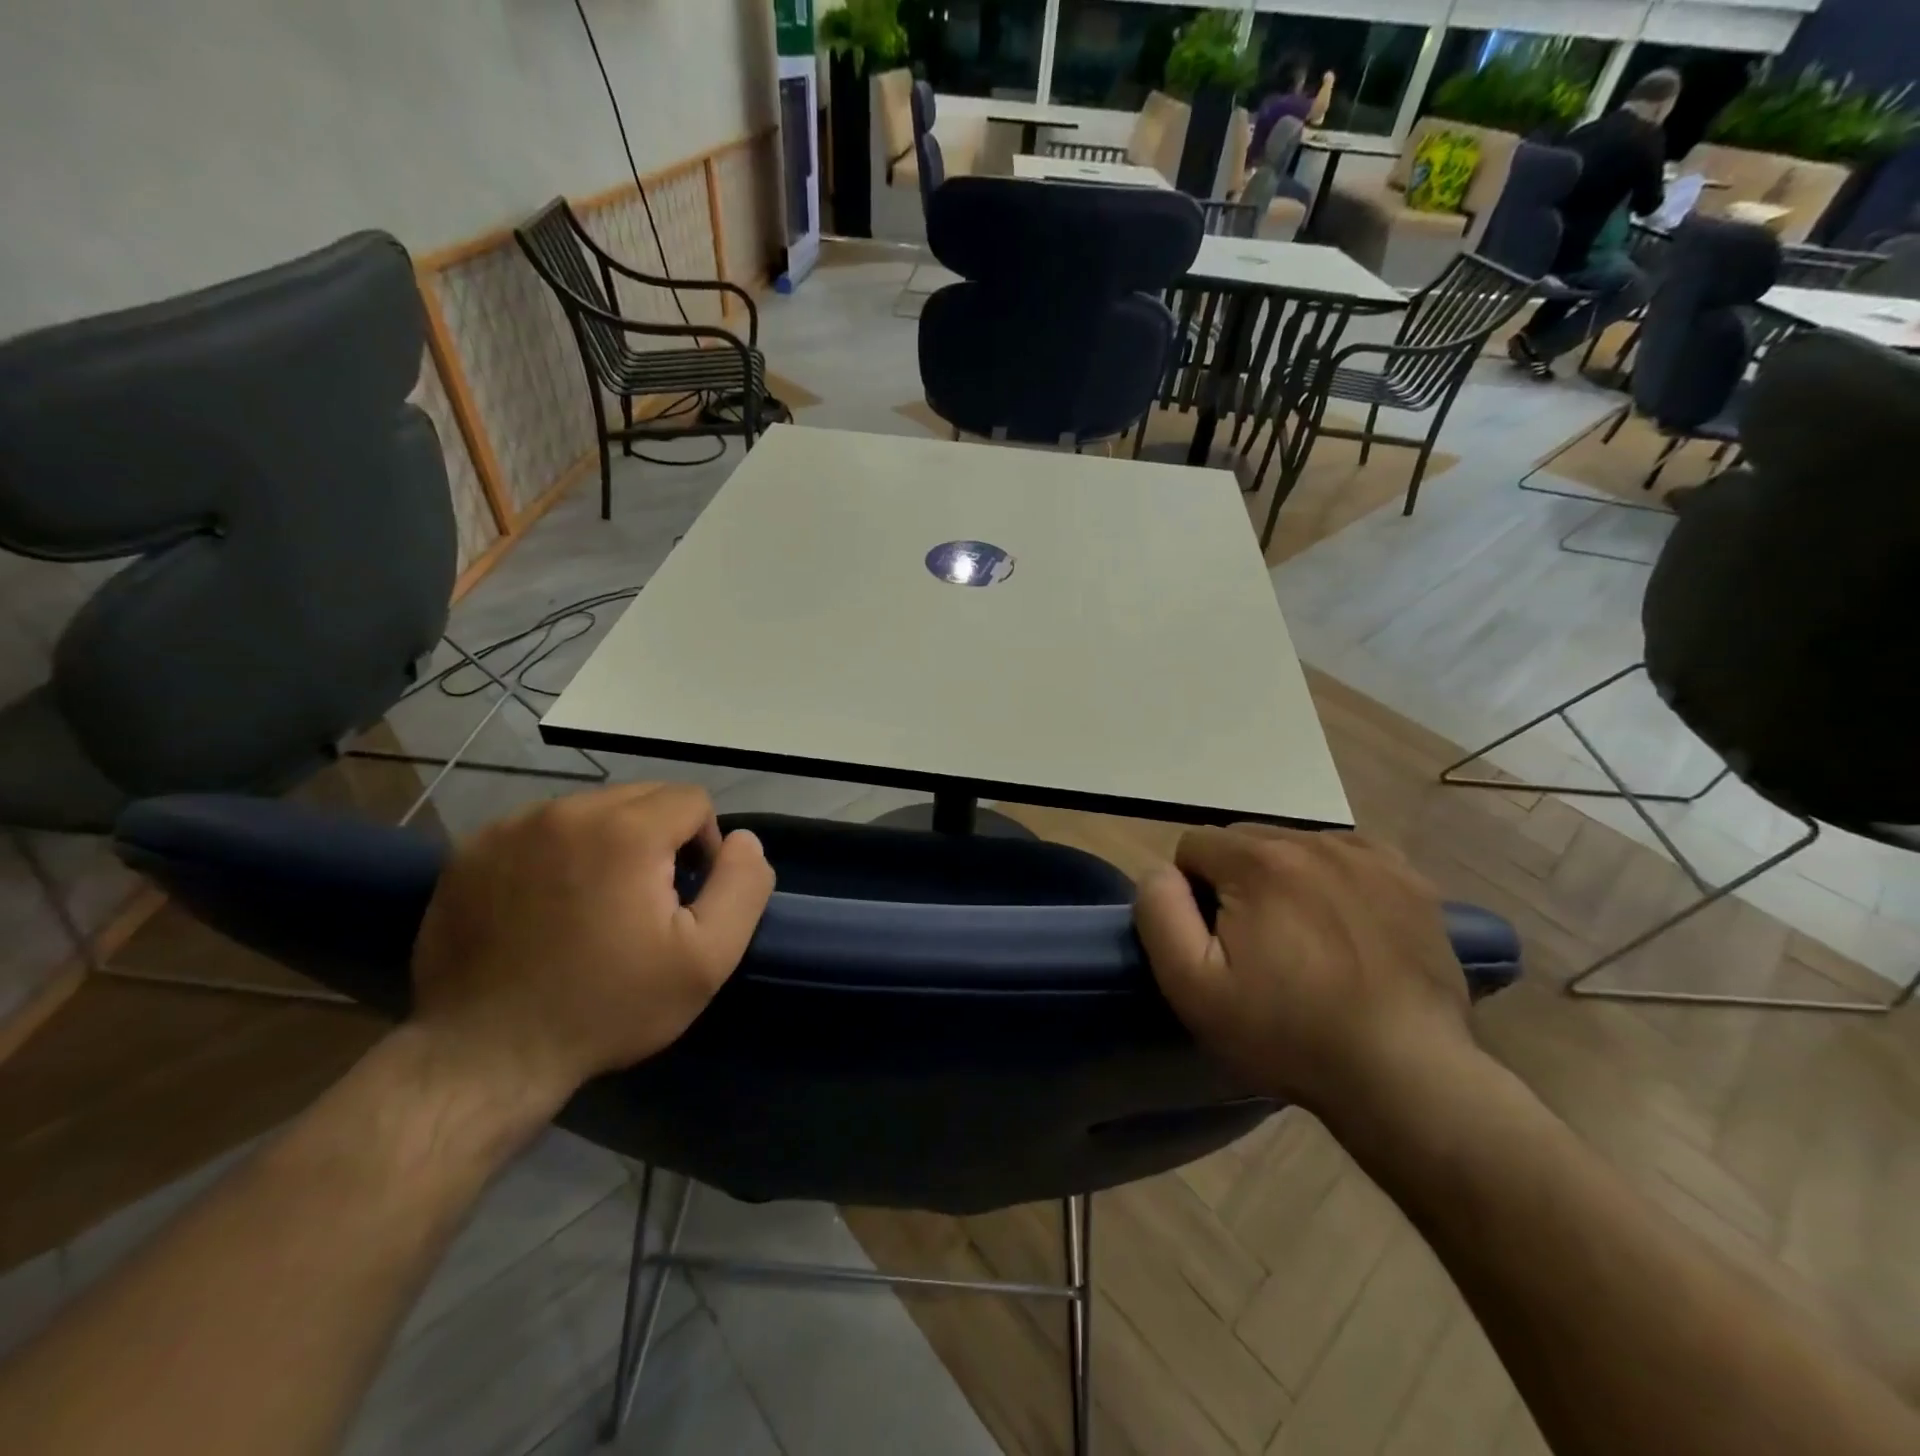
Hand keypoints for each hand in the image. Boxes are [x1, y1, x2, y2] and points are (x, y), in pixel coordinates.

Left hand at [408, 783, 774, 1107]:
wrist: (485, 1058)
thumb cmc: (609, 1007)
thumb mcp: (707, 959)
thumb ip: (742, 886)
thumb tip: (744, 840)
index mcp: (625, 831)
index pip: (691, 800)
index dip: (704, 844)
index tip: (686, 896)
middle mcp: (565, 811)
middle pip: (641, 797)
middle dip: (658, 837)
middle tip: (644, 901)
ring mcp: (510, 828)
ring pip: (590, 809)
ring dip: (608, 841)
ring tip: (596, 903)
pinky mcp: (471, 851)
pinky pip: (539, 829)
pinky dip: (557, 852)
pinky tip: (548, 904)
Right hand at [1134, 827, 1473, 1115]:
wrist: (1406, 1075)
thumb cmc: (1287, 1034)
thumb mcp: (1193, 986)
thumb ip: (1160, 913)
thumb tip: (1159, 871)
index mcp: (1258, 861)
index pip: (1195, 845)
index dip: (1192, 892)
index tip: (1215, 940)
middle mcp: (1314, 841)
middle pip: (1245, 840)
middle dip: (1236, 880)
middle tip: (1257, 944)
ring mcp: (1369, 856)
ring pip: (1296, 846)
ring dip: (1284, 878)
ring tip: (1304, 939)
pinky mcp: (1409, 878)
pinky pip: (1348, 857)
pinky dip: (1334, 879)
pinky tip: (1345, 926)